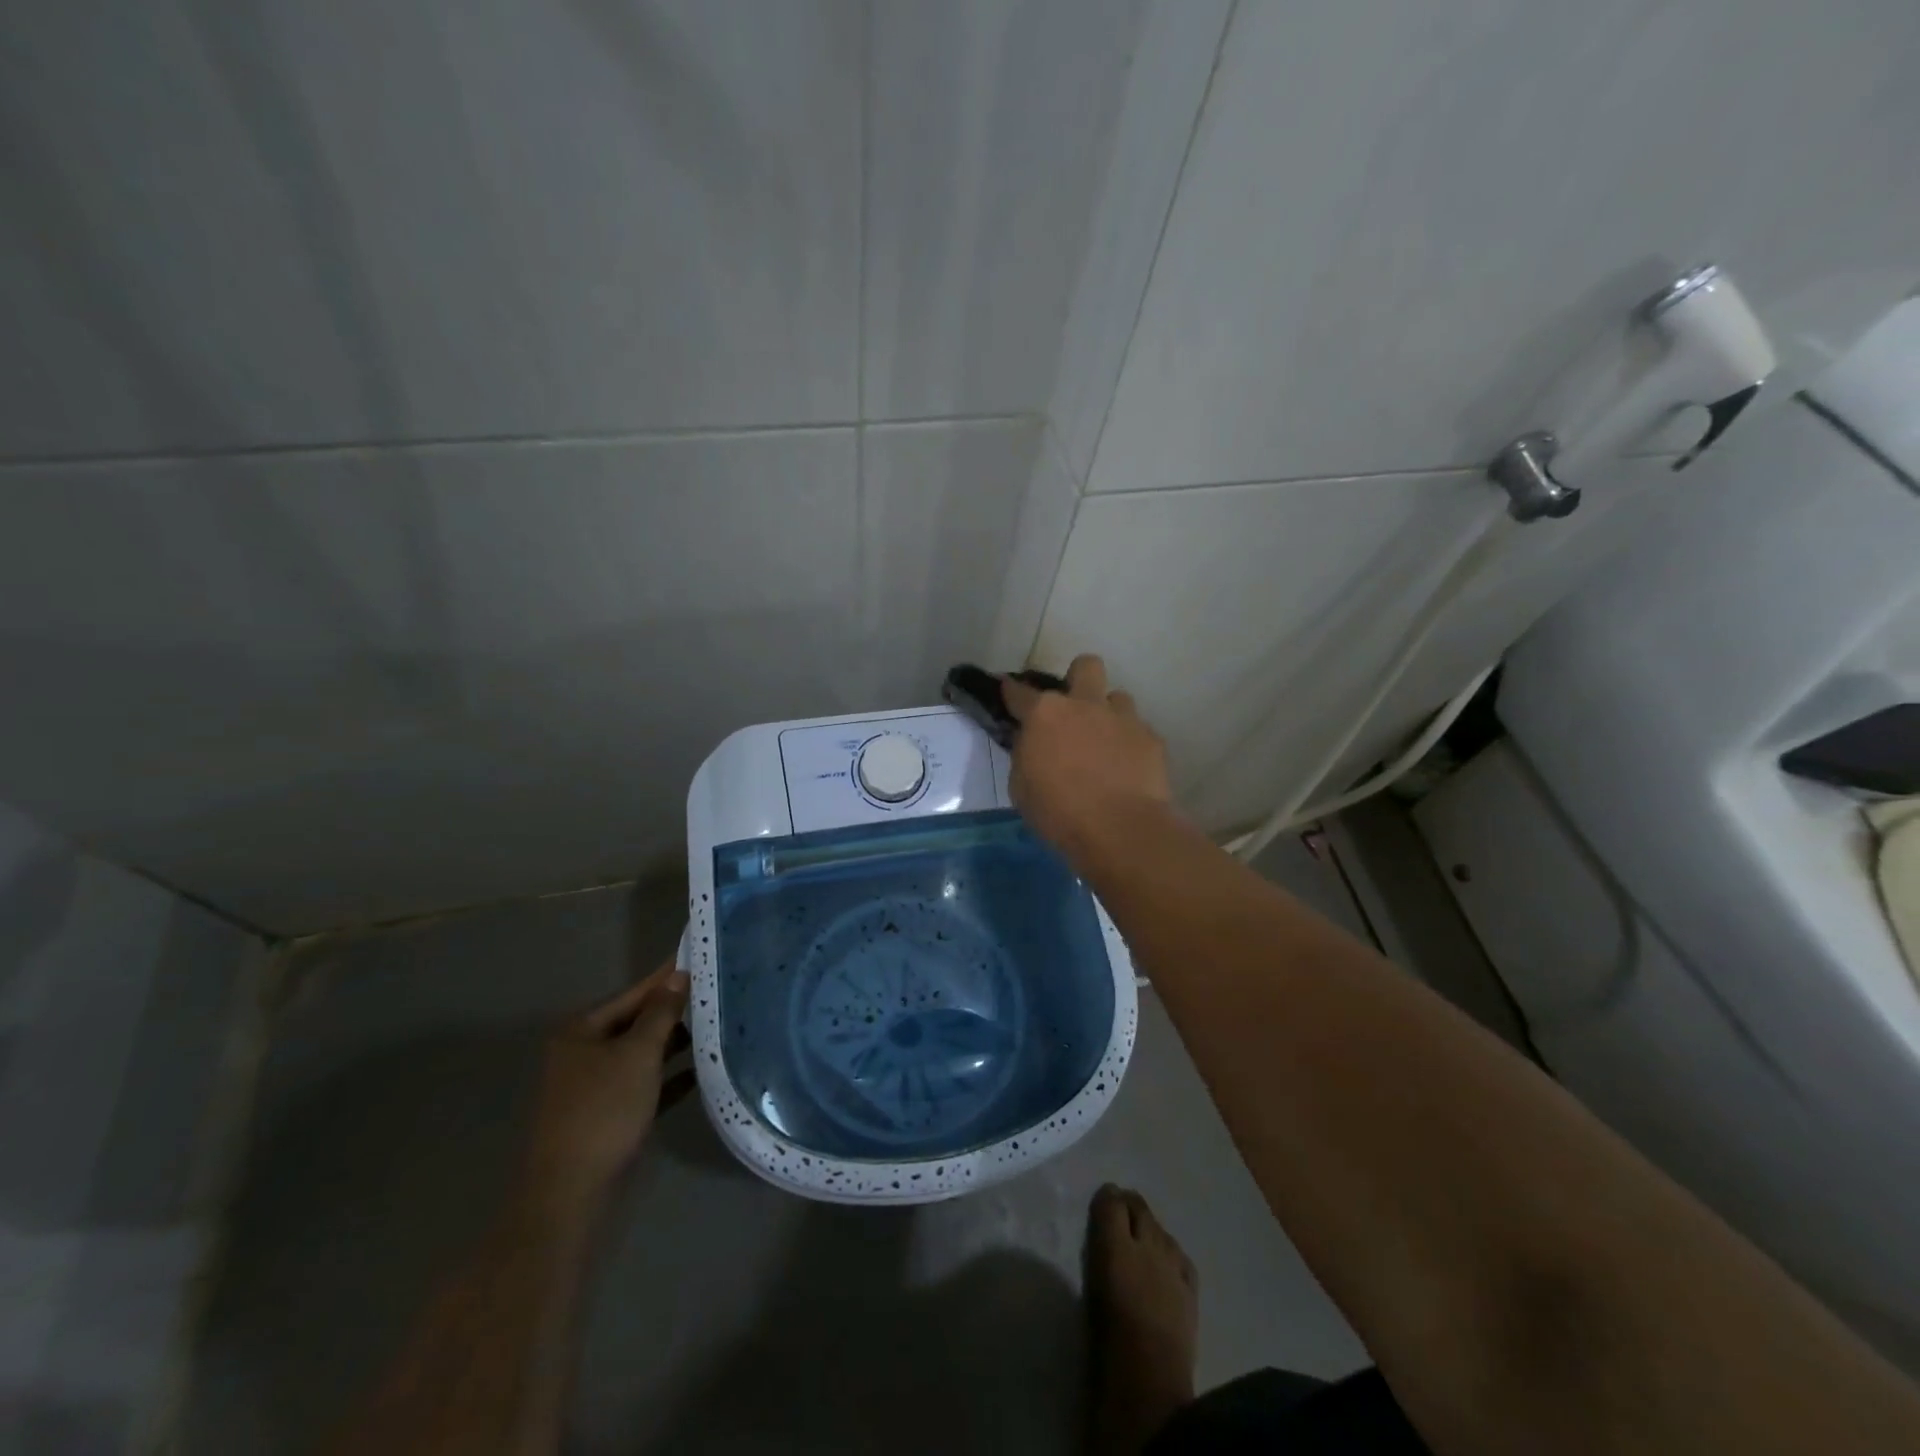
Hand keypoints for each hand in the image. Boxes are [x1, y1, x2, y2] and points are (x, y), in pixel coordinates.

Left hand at [521, 960, 694, 1217]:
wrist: (570, 1192)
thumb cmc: (604, 1110)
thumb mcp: (638, 1054)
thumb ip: (661, 1013)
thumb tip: (677, 976)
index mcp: (581, 1032)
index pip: (632, 994)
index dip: (665, 978)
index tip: (697, 959)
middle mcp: (582, 1053)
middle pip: (635, 1023)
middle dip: (673, 1012)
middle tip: (714, 995)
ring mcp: (593, 1087)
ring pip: (640, 1054)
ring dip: (673, 1045)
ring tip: (715, 1030)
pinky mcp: (606, 1115)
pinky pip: (643, 1085)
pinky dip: (668, 1077)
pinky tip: (699, 1072)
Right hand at [1003, 654, 1172, 871]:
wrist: (1120, 830)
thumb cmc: (1058, 813)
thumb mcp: (1021, 787)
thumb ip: (1026, 755)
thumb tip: (1034, 744)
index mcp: (1045, 714)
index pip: (1019, 691)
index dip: (1012, 691)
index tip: (1009, 692)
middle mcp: (1085, 705)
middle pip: (1085, 666)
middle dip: (1078, 678)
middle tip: (1073, 708)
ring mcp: (1123, 718)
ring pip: (1117, 697)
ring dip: (1108, 714)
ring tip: (1104, 743)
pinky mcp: (1151, 739)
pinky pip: (1138, 730)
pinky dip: (1130, 744)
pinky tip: (1127, 769)